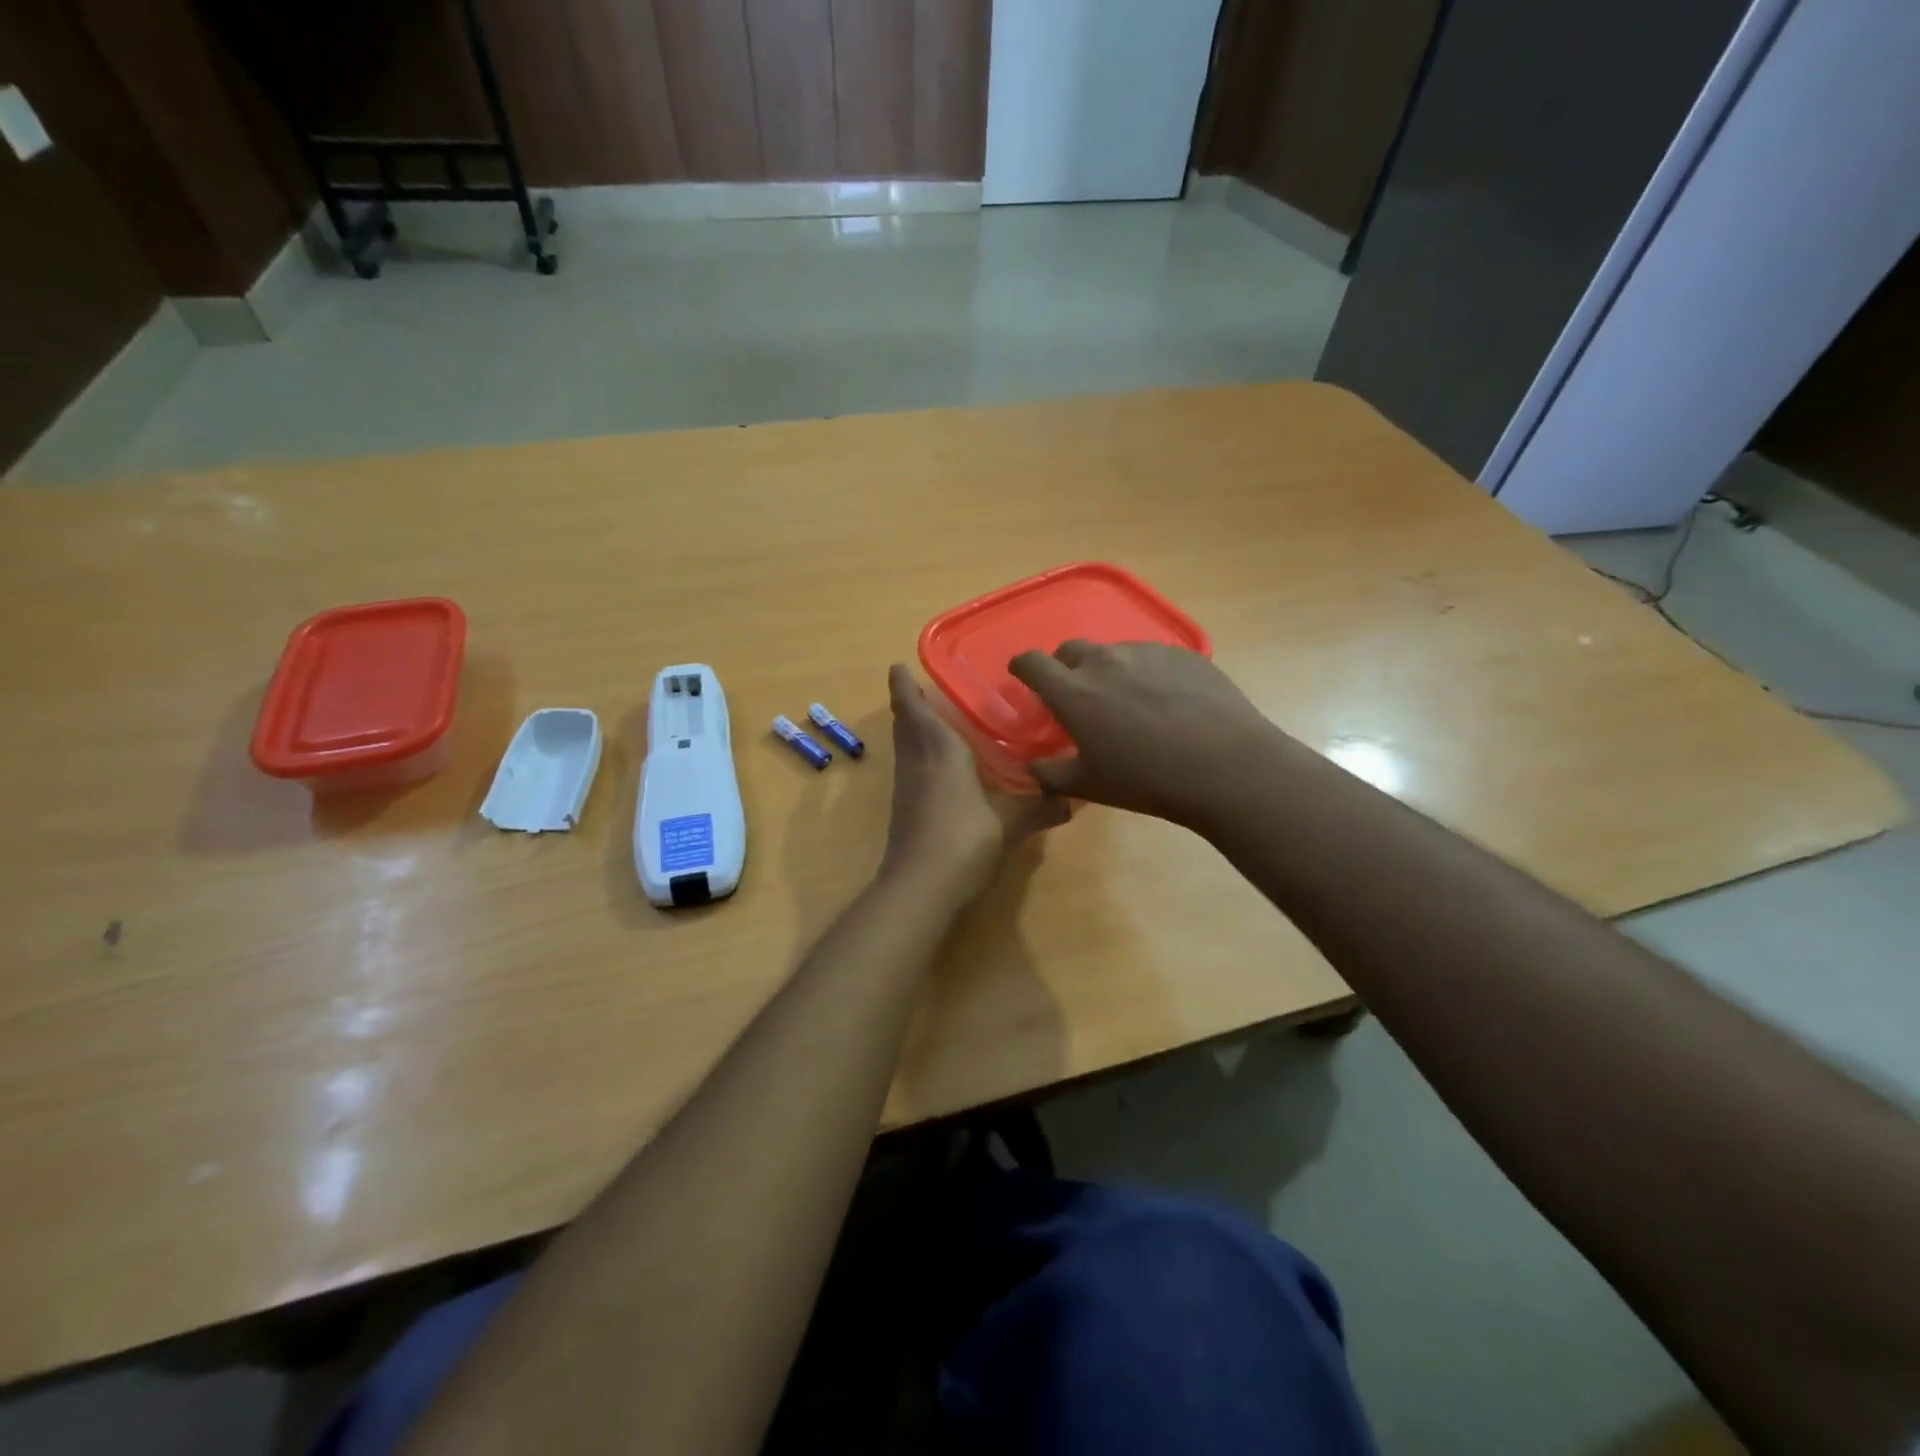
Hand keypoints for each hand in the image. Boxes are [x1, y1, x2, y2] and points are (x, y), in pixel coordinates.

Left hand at [879, 664, 1068, 902]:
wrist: (920, 888)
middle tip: (920, 690)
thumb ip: (1039, 808)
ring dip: (911, 730)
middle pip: (905, 726)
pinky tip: (937, 769)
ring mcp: (907, 789)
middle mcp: (917, 763)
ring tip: (930, 721)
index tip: (897, 667)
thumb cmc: (964, 840)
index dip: (904, 688)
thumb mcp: (1009, 824)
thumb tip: (1072, 800)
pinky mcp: (905, 812)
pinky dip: (918, 757)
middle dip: (908, 705)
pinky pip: (910, 770)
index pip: (916, 710)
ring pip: (905, 748)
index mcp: (940, 752)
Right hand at [1007, 641, 1278, 824]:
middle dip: (1065, 667)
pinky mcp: (1182, 654)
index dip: (1022, 667)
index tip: (1022, 676)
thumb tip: (1031, 766)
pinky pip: (1151, 657)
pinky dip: (1145, 673)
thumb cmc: (1147, 780)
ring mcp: (1146, 652)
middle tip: (1077, 695)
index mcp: (1073, 692)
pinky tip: (1166, 701)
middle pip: (1071, 649)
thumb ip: (1050, 773)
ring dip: (1108, 670)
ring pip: (1113, 652)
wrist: (1226, 766)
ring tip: (1127, 702)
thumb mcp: (1090, 785)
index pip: (1031, 662)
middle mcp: (1105, 661)